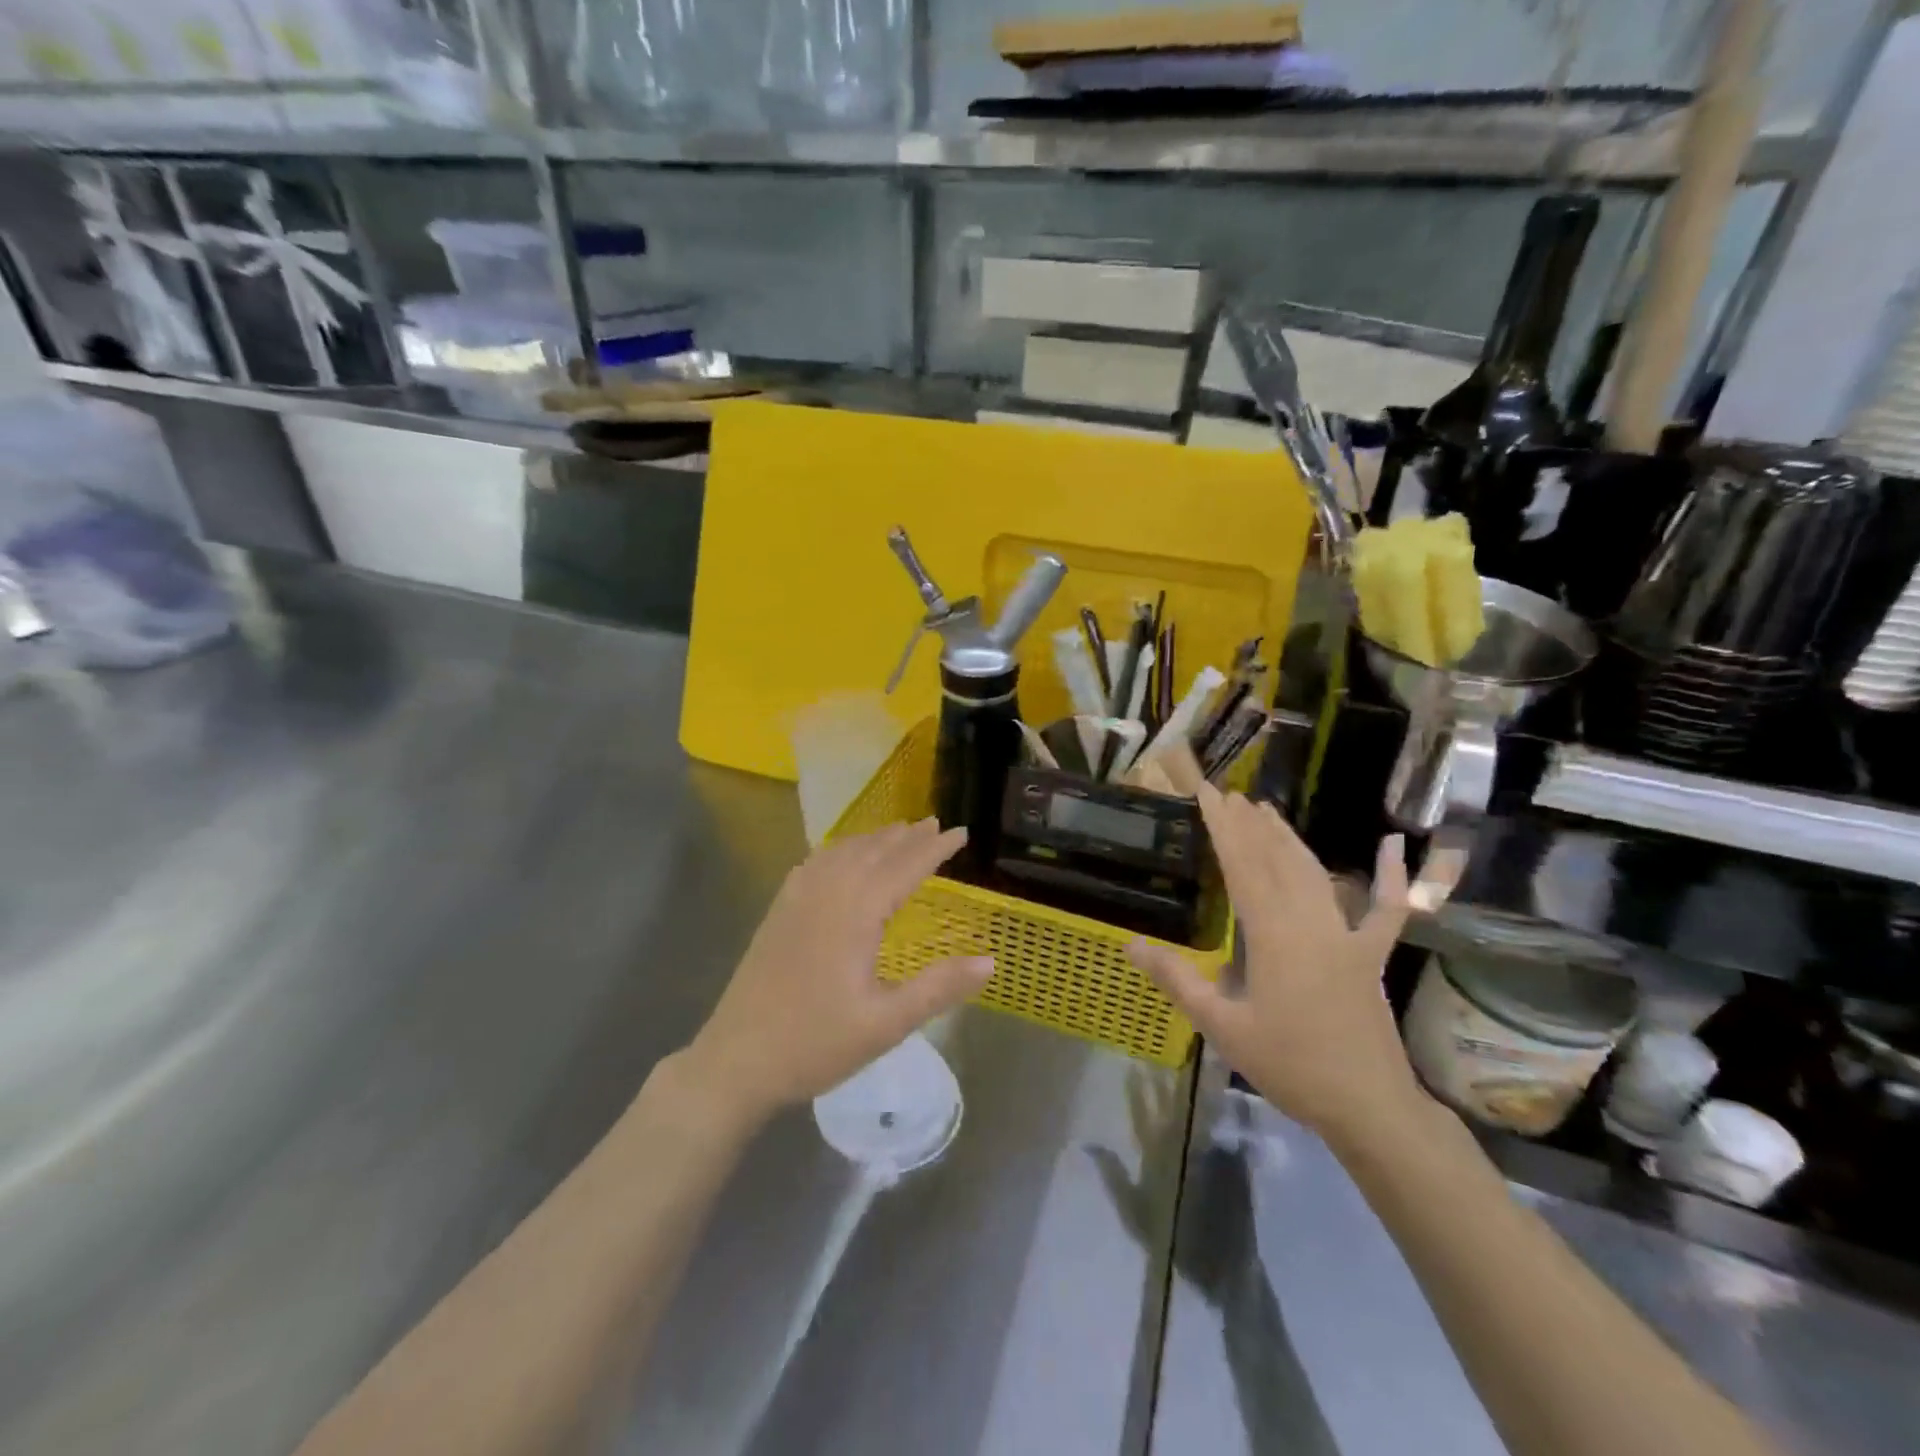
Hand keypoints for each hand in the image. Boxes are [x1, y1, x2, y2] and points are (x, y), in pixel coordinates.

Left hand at [683, 819, 993, 1126]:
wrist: (735, 1061)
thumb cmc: (815, 1044)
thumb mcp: (886, 1024)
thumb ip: (939, 988)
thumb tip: (991, 961)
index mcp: (855, 912)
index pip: (905, 867)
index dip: (935, 848)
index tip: (962, 832)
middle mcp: (826, 893)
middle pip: (873, 851)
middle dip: (907, 836)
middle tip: (935, 824)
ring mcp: (796, 899)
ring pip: (842, 852)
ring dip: (874, 839)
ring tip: (898, 832)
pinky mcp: (778, 911)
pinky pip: (815, 863)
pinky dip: (840, 850)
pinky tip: (841, 856)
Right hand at [1126, 785, 1422, 1147]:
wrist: (1367, 1105)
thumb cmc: (1289, 1064)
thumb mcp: (1221, 1027)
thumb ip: (1177, 980)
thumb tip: (1131, 944)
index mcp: (1273, 934)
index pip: (1242, 866)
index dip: (1223, 826)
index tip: (1207, 793)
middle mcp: (1310, 922)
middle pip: (1276, 860)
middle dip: (1250, 824)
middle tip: (1228, 793)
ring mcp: (1347, 935)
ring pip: (1316, 873)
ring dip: (1289, 838)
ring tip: (1266, 809)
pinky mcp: (1370, 954)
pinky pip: (1386, 910)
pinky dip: (1393, 877)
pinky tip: (1393, 845)